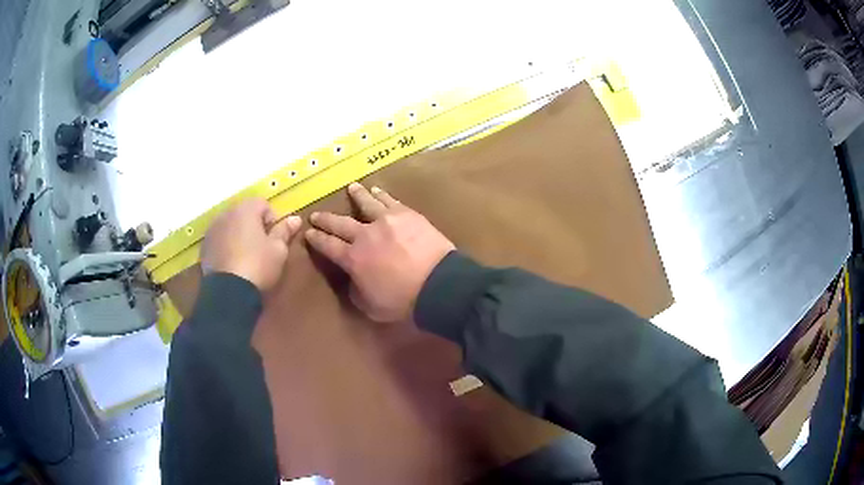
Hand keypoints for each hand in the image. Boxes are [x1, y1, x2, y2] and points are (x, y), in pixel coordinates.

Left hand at [201, 198, 301, 292]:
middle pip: (244, 213)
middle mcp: (226, 214)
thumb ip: (285, 231)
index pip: (263, 204)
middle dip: (253, 226)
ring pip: (230, 226)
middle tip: (262, 247)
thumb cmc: (258, 266)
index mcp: (246, 210)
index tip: (275, 239)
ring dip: (238, 235)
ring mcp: (212, 230)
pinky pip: (219, 240)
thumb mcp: (278, 250)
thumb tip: (295, 218)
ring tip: (246, 256)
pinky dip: (226, 246)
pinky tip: (233, 264)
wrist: (229, 292)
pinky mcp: (205, 247)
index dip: (272, 220)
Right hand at [305, 183, 454, 322]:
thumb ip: (356, 290)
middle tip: (316, 215)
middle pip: (339, 223)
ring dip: (356, 196)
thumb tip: (353, 278)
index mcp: (353, 259)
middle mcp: (364, 235)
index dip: (316, 240)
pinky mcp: (406, 214)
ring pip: (366, 204)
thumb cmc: (403, 300)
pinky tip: (376, 190)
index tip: (308, 233)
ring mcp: (385, 221)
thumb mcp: (370, 306)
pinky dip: (380, 195)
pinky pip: (389, 200)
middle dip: (325, 219)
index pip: (328, 246)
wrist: (437, 284)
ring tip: (350, 188)